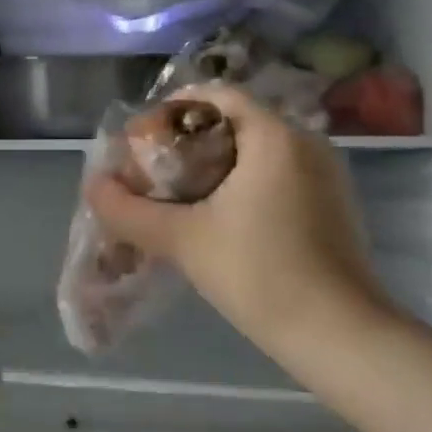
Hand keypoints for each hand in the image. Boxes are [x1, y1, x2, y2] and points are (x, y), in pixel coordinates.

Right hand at [85, 83, 390, 358]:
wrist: (339, 336)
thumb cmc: (259, 273)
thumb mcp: (182, 239)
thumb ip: (129, 210)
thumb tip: (93, 186)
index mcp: (275, 136)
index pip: (217, 95)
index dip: (173, 109)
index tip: (143, 139)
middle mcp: (307, 143)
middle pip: (236, 121)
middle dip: (189, 140)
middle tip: (153, 170)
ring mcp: (326, 176)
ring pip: (258, 151)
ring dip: (215, 164)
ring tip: (178, 195)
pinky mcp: (333, 206)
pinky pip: (278, 175)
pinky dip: (243, 183)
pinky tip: (218, 218)